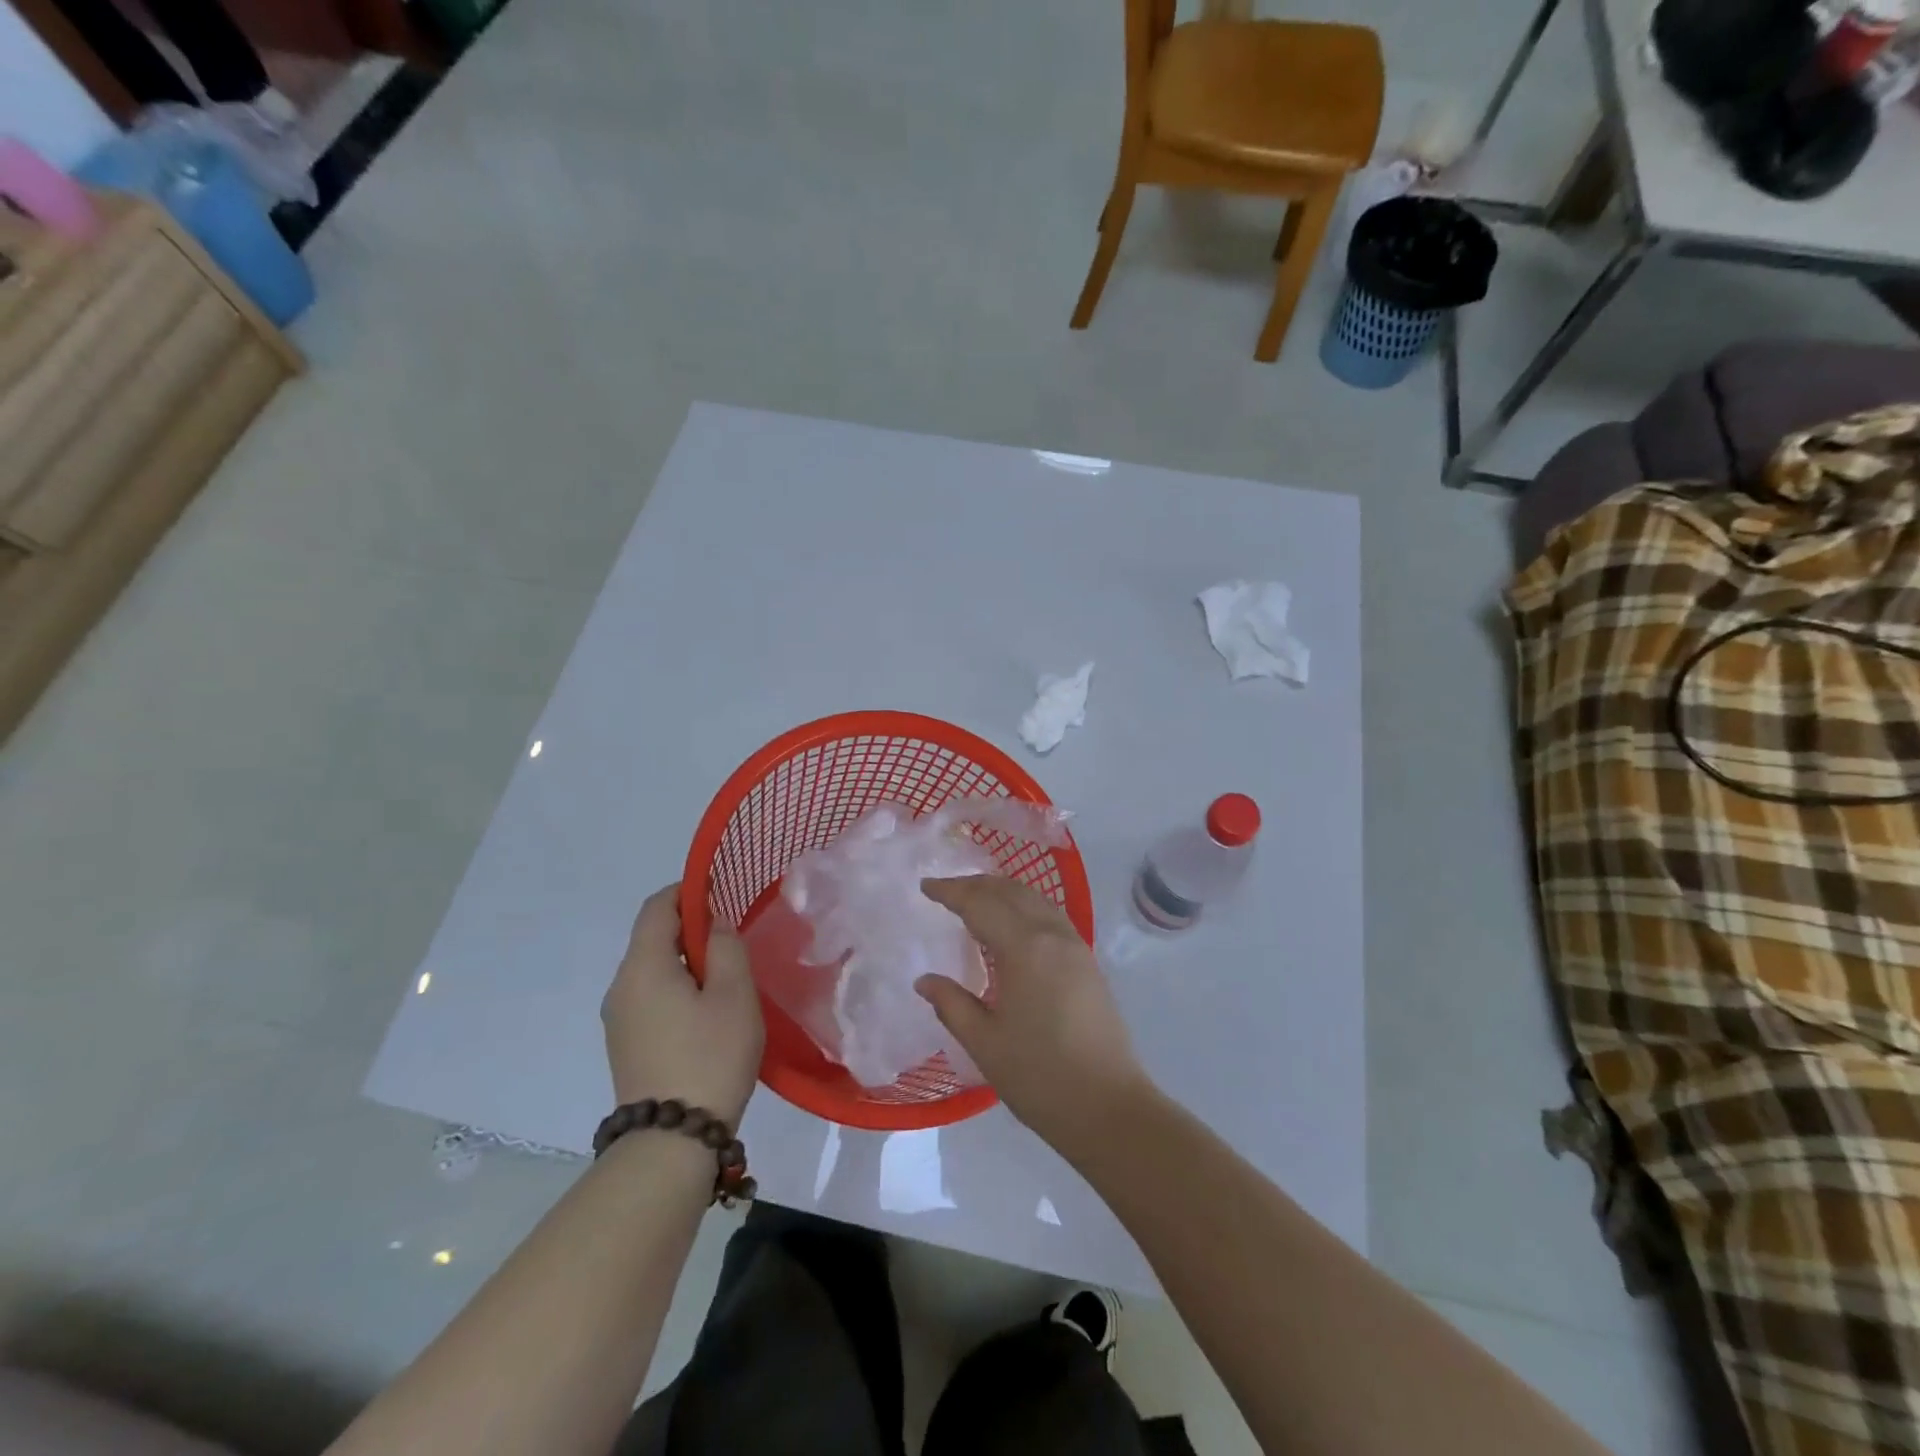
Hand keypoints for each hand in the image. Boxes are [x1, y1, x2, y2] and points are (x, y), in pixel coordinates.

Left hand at [601, 885, 764, 1126]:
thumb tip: (713, 925)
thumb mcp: (734, 994)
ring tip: (725, 980)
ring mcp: (618, 1018)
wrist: (671, 1141)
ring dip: (685, 961)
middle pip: (651, 937)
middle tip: (732, 942)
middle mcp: (620, 986)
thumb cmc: (710, 1056)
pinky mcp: (624, 1044)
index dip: (688, 891)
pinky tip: (705, 1012)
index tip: (721, 894)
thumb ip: (726, 947)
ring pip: (651, 969)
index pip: (656, 907)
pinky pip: (649, 997)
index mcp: (642, 966)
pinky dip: (675, 988)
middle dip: (690, 928)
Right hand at [916, 875, 1152, 1153]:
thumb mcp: (985, 1042)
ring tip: (976, 899)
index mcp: (1025, 948)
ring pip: (1035, 899)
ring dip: (1003, 891)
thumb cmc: (1040, 1076)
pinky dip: (1025, 906)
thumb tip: (924, 980)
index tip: (925, 886)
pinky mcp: (1088, 962)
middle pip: (1011, 891)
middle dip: (976, 884)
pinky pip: (1051, 915)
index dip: (951, 891)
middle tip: (946, 890)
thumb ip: (952, 1004)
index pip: (981, 904)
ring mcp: (1076, 946)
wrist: (1109, 1107)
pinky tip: (1012, 925)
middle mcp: (1053, 935)